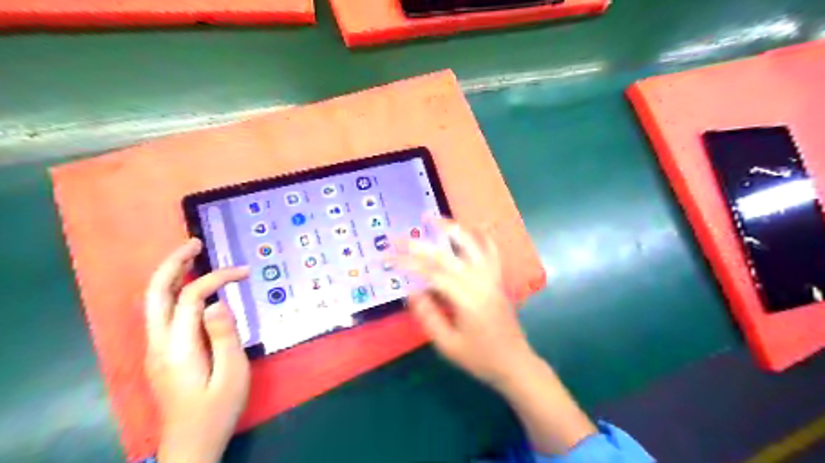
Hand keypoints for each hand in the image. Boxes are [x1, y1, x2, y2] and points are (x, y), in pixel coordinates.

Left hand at [143, 238, 251, 462]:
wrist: (191, 444)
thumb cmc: (217, 409)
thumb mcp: (232, 374)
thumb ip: (225, 336)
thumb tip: (217, 303)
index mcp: (178, 347)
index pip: (192, 297)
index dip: (217, 278)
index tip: (244, 273)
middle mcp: (158, 343)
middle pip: (155, 293)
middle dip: (173, 264)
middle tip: (195, 244)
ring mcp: (156, 349)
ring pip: (154, 302)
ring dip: (170, 275)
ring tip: (192, 256)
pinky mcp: (162, 354)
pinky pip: (162, 313)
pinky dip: (174, 291)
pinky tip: (190, 287)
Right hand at [396, 219, 596, 452]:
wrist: (514, 362)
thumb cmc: (479, 357)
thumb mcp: (448, 344)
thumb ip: (428, 316)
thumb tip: (412, 290)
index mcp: (465, 298)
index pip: (430, 273)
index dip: (406, 263)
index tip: (386, 258)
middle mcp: (479, 281)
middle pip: (445, 255)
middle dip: (417, 244)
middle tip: (396, 236)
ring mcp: (491, 276)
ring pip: (471, 244)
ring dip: (450, 228)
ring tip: (432, 217)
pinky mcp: (498, 278)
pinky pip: (493, 251)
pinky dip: (484, 235)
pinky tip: (475, 225)